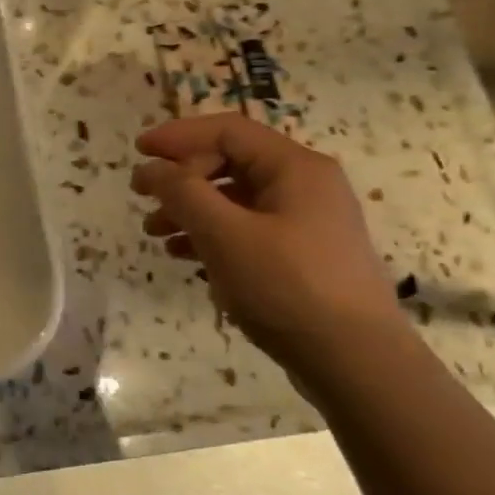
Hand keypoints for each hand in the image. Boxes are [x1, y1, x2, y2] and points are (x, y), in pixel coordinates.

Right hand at [132, 115, 413, 389]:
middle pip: (230, 162)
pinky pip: (246, 228)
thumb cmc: (288, 286)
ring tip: (155, 233)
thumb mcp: (224, 235)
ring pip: (235, 199)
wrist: (357, 363)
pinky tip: (183, 255)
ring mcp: (306, 221)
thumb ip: (182, 193)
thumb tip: (150, 168)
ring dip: (190, 208)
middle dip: (181, 177)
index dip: (177, 136)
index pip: (227, 131)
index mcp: (294, 168)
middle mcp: (305, 185)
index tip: (137, 152)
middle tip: (142, 196)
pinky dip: (211, 235)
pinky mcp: (302, 255)